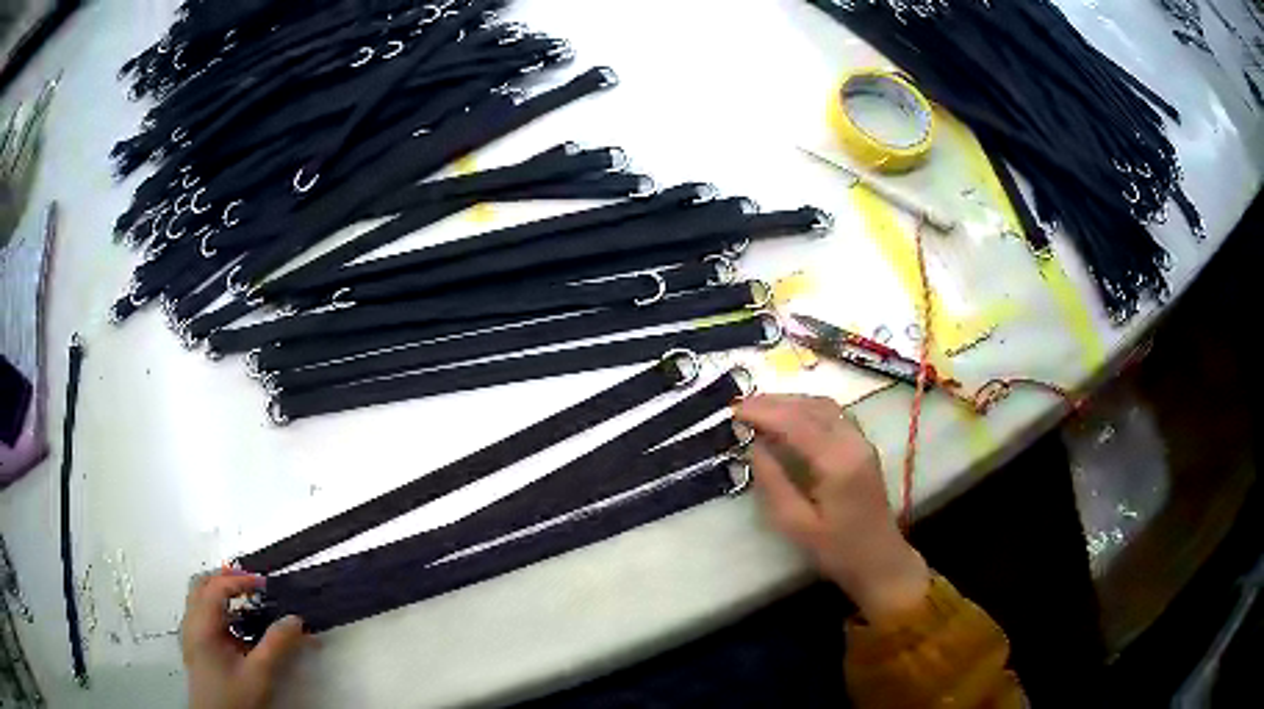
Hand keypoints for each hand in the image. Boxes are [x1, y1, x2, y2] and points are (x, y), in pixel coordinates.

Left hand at [181, 570, 308, 708]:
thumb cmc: (235, 698)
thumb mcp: (259, 674)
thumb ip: (276, 645)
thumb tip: (295, 620)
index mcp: (202, 624)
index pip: (217, 587)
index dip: (240, 580)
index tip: (264, 584)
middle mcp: (191, 622)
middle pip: (202, 584)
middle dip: (226, 579)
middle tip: (252, 584)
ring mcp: (190, 633)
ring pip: (199, 597)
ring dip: (221, 591)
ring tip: (246, 599)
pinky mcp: (194, 644)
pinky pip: (202, 613)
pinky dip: (218, 607)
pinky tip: (237, 624)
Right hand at [736, 395, 931, 622]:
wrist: (880, 560)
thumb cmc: (837, 550)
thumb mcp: (797, 525)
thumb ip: (773, 483)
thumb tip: (753, 447)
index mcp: (838, 463)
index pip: (796, 423)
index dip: (763, 412)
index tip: (733, 411)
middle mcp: (853, 442)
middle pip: (811, 407)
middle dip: (773, 402)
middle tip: (739, 406)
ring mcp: (861, 441)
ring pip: (823, 406)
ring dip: (790, 402)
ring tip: (757, 408)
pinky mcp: (863, 446)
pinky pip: (832, 414)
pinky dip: (806, 408)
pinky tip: (788, 416)